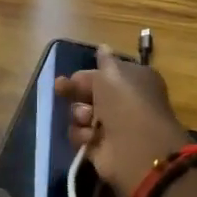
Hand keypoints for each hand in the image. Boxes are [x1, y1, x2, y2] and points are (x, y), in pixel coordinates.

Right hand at [54, 44, 190, 196]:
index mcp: (132, 81)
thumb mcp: (114, 73)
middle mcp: (122, 103)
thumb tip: (103, 48)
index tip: (71, 76)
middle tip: (61, 89)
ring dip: (79, 114)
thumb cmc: (127, 103)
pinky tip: (91, 138)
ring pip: (80, 115)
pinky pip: (79, 136)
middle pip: (88, 93)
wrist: (136, 148)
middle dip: (74, 91)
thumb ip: (104, 61)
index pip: (102, 74)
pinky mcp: (99, 148)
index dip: (86, 75)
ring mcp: (111, 126)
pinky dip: (82, 136)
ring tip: (88, 118)